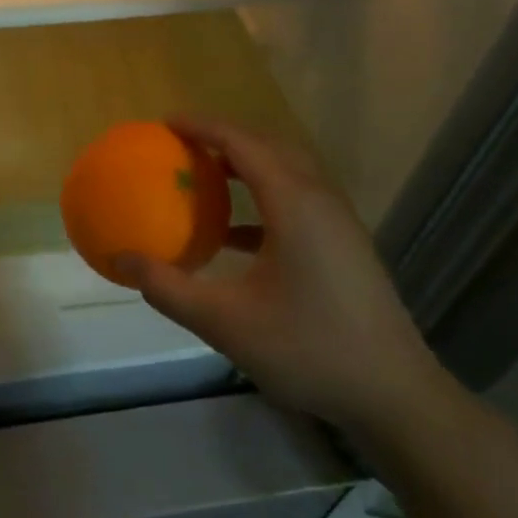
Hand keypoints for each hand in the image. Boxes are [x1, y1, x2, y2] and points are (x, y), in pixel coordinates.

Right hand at [115, 117, 451, 433]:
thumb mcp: (226, 322)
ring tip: (205, 173)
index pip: (241, 142)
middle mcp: (318, 197)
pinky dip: (262, 197)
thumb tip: (122, 259)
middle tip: (182, 143)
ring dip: (245, 164)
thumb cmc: (309, 349)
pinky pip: (297, 198)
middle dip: (223, 137)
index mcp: (293, 201)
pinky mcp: (344, 244)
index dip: (202, 126)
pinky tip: (233, 235)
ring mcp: (337, 220)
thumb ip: (169, 288)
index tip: (165, 122)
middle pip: (267, 145)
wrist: (395, 396)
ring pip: (286, 170)